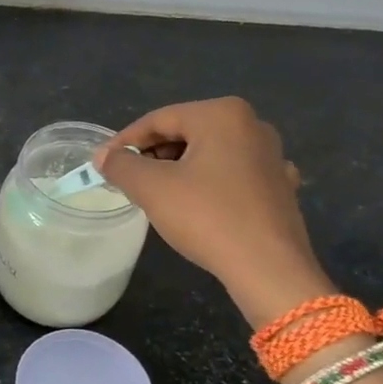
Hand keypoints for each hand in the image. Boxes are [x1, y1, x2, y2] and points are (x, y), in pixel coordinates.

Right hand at [95, 97, 328, 327]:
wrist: (269, 269)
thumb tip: (104, 156)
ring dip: (177, 171)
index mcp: (221, 114)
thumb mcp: (151, 188)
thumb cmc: (207, 217)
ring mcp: (271, 156)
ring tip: (155, 196)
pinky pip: (232, 176)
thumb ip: (121, 165)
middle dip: (152, 156)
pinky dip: (208, 185)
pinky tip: (197, 206)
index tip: (103, 164)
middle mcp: (252, 125)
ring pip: (208, 154)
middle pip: (185, 133)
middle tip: (127, 181)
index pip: (158, 119)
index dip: (125, 141)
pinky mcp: (280, 186)